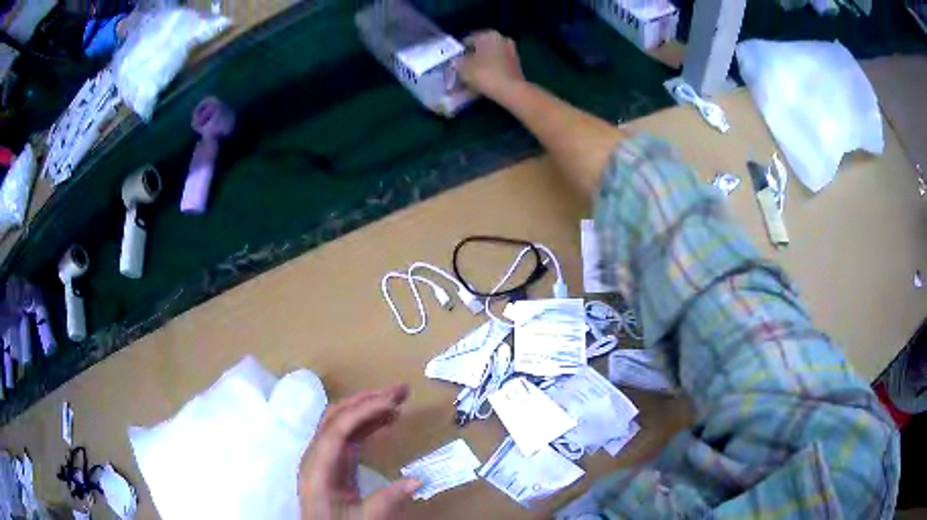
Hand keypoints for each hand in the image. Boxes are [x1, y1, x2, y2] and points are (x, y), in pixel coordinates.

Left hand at [299, 385, 418, 519]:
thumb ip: (387, 500)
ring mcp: (323, 457)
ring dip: (368, 408)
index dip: (364, 412)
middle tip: (400, 391)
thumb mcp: (364, 519)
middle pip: (336, 417)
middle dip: (367, 400)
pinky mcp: (333, 463)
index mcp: (317, 468)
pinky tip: (386, 421)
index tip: (394, 404)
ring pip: (342, 422)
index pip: (337, 429)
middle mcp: (316, 455)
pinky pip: (348, 436)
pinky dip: (367, 425)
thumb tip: (418, 480)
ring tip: (398, 400)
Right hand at [456, 31, 524, 98]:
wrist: (511, 91)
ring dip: (481, 65)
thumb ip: (457, 62)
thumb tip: (456, 61)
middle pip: (480, 48)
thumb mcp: (463, 67)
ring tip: (471, 78)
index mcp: (488, 35)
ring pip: (490, 57)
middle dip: (471, 58)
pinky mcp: (516, 65)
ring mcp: (511, 51)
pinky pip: (498, 66)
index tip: (454, 63)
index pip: (467, 40)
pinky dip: (490, 71)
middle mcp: (501, 39)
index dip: (459, 52)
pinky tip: (483, 82)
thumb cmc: (485, 74)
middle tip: (462, 70)